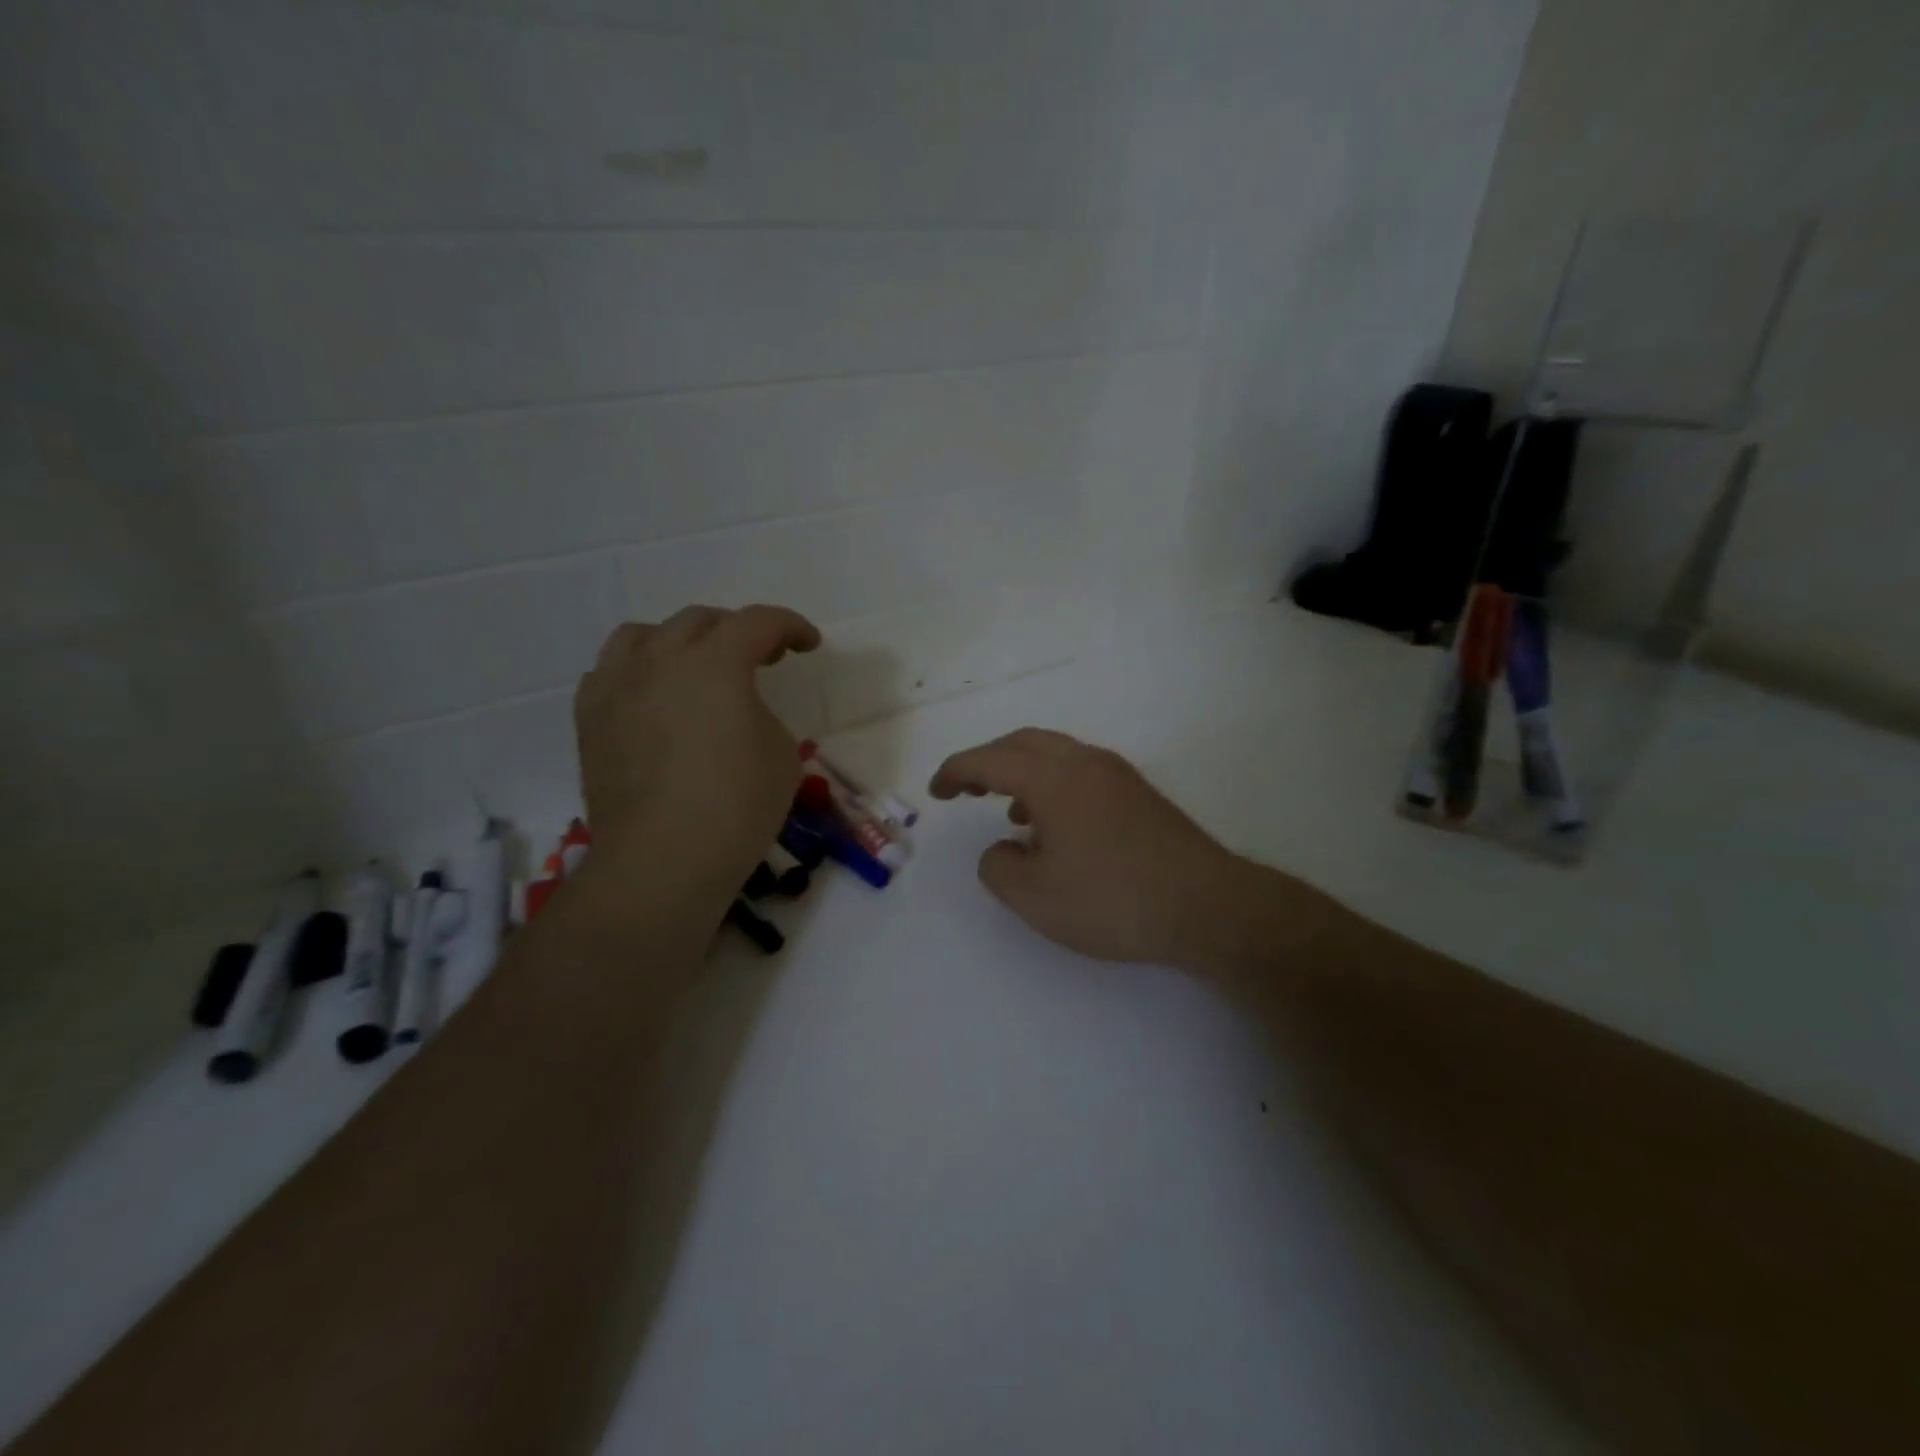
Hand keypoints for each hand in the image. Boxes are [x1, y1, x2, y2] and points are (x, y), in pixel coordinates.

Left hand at [575, 605, 819, 885]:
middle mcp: (660, 660)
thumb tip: (735, 712)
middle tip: (763, 657)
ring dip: (680, 642)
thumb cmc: (737, 806)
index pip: (758, 623)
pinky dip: (639, 672)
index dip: (791, 626)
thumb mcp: (781, 753)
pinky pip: (611, 672)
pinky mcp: (590, 719)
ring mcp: (616, 687)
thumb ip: (760, 713)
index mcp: (715, 663)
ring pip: (644, 635)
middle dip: (738, 631)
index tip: (808, 644)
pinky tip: (653, 699)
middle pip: (700, 621)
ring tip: (696, 667)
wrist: (663, 860)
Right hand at [929, 729, 1247, 968]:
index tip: (936, 791)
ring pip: (1056, 754)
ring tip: (1008, 812)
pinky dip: (1052, 785)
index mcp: (1053, 778)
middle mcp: (1084, 762)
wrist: (1206, 907)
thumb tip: (1004, 849)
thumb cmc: (1111, 899)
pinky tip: (1056, 826)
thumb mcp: (1034, 897)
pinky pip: (1080, 772)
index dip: (956, 771)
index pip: (990, 760)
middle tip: (964, 788)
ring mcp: (1117, 775)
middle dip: (987, 761)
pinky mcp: (1139, 794)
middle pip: (1023, 743)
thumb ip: (999, 867)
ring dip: (1022, 772)